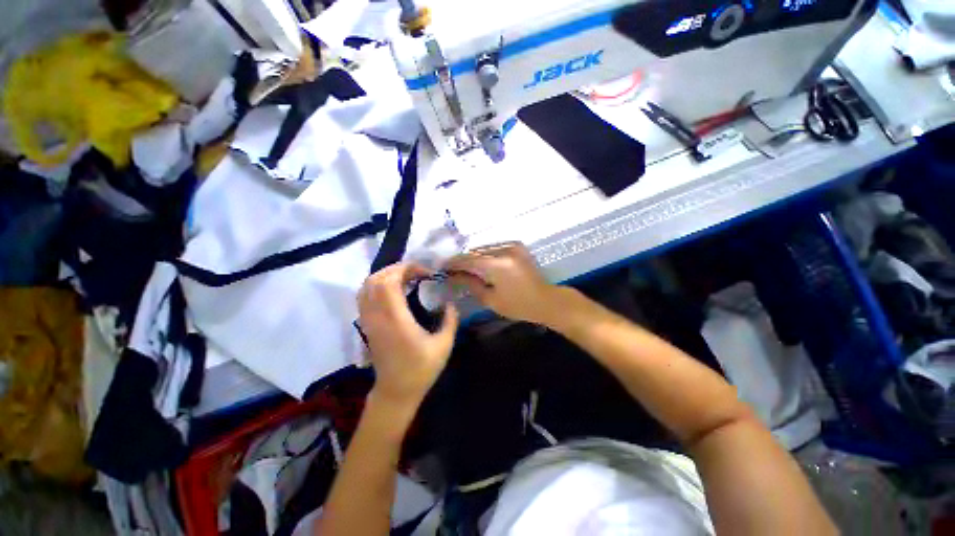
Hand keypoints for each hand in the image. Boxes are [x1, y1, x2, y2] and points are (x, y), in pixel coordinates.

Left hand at [358, 263, 458, 410]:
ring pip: (366, 286)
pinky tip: (394, 290)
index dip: (405, 269)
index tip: (424, 272)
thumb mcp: (444, 345)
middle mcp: (378, 316)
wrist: (396, 392)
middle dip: (396, 269)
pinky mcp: (367, 325)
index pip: (389, 282)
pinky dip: (377, 285)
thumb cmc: (421, 369)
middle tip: (416, 272)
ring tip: (406, 277)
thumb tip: (451, 302)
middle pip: (375, 280)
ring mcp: (369, 320)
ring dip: (385, 275)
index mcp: (396, 319)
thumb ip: (450, 320)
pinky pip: (365, 296)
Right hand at [445, 242, 562, 324]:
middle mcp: (505, 249)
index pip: (468, 259)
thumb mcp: (490, 298)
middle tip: (451, 269)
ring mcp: (512, 245)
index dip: (453, 263)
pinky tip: (479, 263)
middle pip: (475, 251)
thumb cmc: (518, 305)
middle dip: (462, 260)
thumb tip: (452, 275)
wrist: (546, 300)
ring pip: (484, 248)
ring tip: (463, 267)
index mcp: (498, 264)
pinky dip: (485, 254)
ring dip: (473, 256)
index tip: (442, 267)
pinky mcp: (517, 246)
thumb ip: (470, 283)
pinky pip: (494, 247)